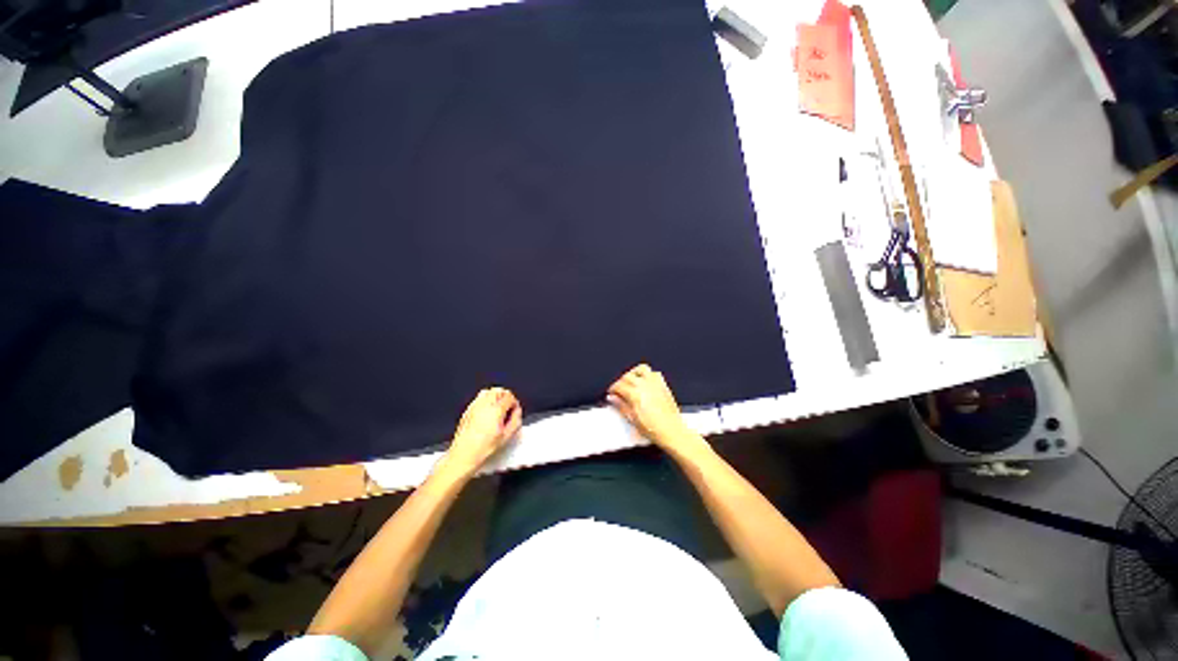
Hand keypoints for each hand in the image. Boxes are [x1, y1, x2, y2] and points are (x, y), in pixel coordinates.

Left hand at [444, 387, 522, 474]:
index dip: (514, 403)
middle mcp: (484, 405)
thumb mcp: (506, 436)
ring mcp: (474, 406)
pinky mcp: (467, 411)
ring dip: (494, 396)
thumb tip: (517, 412)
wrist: (464, 454)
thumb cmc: (483, 448)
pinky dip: (485, 400)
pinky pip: (478, 399)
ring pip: (487, 392)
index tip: (514, 410)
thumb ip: (516, 421)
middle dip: (505, 396)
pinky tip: (486, 412)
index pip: (509, 396)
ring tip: (497, 407)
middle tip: (508, 407)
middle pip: (498, 390)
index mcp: (496, 410)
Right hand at [607, 364, 693, 447]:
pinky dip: (647, 375)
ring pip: (641, 369)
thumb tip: (613, 398)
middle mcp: (645, 385)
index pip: (619, 385)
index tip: (612, 392)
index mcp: (635, 394)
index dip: (613, 388)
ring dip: (634, 373)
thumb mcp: (632, 419)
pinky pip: (654, 373)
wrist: (671, 431)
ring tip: (630, 381)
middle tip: (618, 389)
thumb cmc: (654, 429)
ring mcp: (655, 384)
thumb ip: (621, 405)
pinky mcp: (663, 385)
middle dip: (621, 381)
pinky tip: (645, 382)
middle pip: (628, 376)